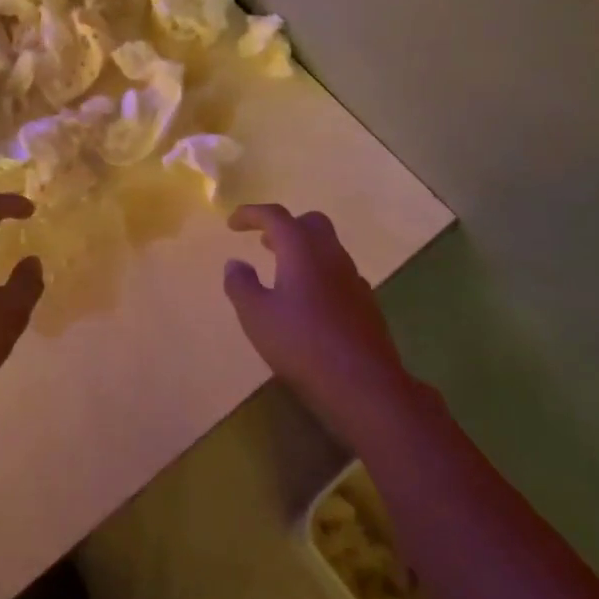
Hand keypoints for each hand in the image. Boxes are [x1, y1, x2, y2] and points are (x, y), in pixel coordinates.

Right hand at [224, 204, 408, 427]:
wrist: (364, 385)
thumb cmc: (302, 344)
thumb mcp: (256, 316)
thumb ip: (241, 285)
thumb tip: (235, 263)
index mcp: (302, 249)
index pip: (275, 216)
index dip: (251, 214)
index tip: (232, 224)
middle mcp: (331, 255)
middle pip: (310, 223)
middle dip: (285, 225)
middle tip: (263, 241)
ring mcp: (353, 278)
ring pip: (328, 248)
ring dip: (303, 250)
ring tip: (281, 271)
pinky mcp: (366, 303)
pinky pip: (339, 273)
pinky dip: (319, 274)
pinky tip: (309, 301)